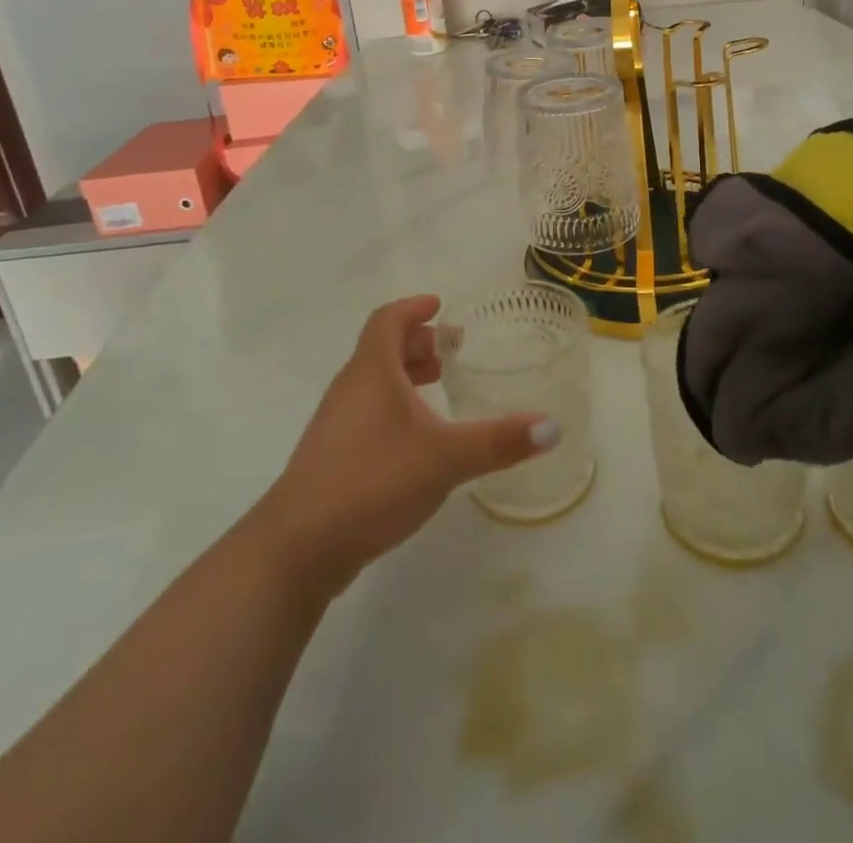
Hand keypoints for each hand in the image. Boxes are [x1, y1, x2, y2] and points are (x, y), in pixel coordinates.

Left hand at [255, 295, 558, 598]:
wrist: (299, 546)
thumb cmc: (372, 480)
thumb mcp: (445, 457)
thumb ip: (498, 441)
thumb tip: (552, 425)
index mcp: (371, 371)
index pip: (387, 320)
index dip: (413, 308)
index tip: (439, 306)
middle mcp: (350, 388)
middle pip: (382, 349)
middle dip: (418, 343)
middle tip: (453, 349)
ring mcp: (337, 423)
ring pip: (374, 382)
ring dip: (406, 375)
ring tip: (441, 385)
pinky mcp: (333, 455)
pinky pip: (368, 411)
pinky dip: (395, 406)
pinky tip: (417, 437)